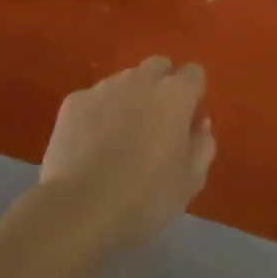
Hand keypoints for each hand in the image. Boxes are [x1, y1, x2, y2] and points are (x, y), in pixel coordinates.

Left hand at [38, 56, 215, 252]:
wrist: (79, 210)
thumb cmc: (145, 197)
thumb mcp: (190, 181)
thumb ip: (203, 146)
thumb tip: (200, 125)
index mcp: (176, 94)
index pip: (195, 74)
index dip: (194, 95)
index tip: (188, 122)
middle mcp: (141, 79)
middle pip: (159, 67)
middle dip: (162, 86)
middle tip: (157, 124)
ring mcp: (104, 87)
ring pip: (125, 80)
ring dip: (130, 97)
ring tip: (121, 136)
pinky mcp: (73, 102)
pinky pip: (94, 98)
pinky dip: (98, 113)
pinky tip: (92, 144)